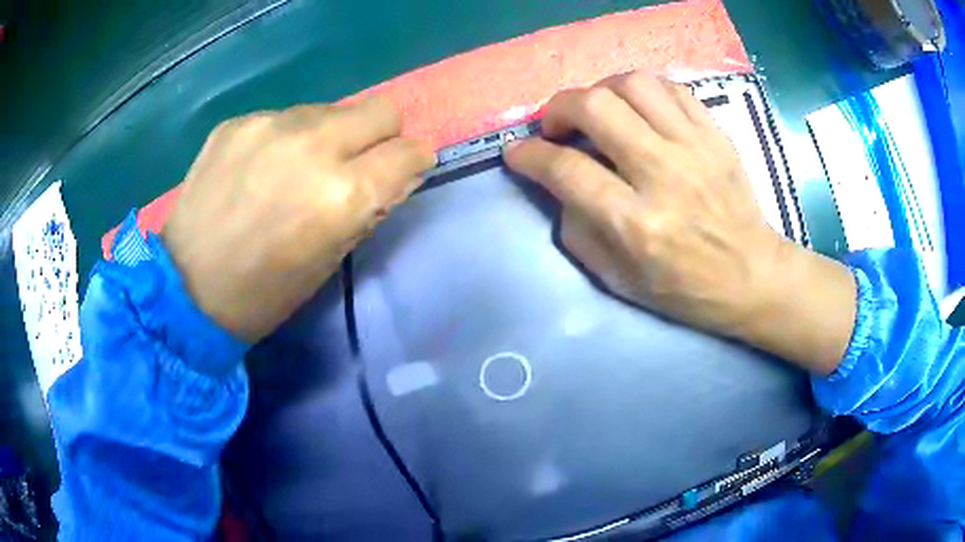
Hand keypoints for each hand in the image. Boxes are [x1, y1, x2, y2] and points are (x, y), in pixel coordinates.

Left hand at [162, 97, 434, 342]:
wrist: (185, 289)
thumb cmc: (264, 293)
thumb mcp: (330, 260)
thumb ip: (368, 207)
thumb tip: (393, 173)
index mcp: (342, 194)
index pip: (409, 152)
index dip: (411, 163)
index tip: (399, 174)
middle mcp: (313, 146)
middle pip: (381, 109)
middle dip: (381, 135)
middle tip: (356, 163)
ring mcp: (271, 126)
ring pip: (331, 110)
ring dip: (329, 136)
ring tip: (296, 170)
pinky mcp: (238, 122)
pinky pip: (285, 117)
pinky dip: (286, 139)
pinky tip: (260, 169)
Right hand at [505, 72, 854, 374]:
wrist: (751, 275)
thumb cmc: (684, 288)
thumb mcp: (617, 279)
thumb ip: (577, 228)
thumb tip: (557, 183)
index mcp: (636, 223)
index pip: (566, 170)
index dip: (529, 155)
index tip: (517, 151)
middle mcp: (663, 175)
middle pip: (596, 108)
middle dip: (559, 108)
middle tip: (556, 126)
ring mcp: (694, 148)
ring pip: (633, 84)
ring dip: (601, 91)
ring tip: (598, 112)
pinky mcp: (715, 135)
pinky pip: (671, 88)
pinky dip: (642, 91)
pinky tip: (637, 110)